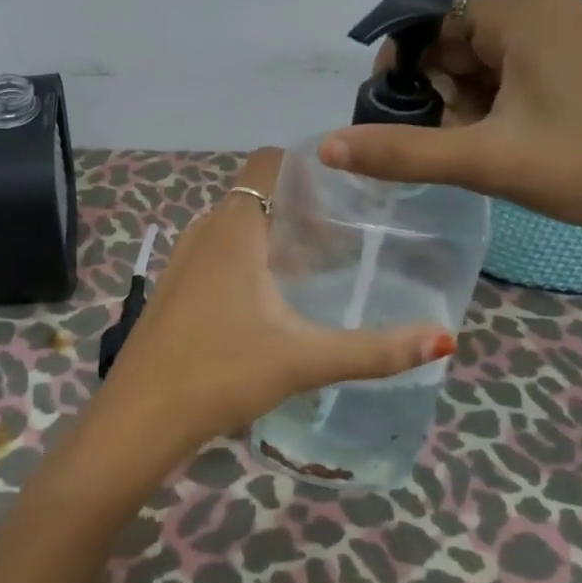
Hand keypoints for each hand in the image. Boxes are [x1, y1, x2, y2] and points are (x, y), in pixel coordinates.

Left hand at [89, 148, 453, 473]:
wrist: (138, 421)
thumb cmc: (219, 373)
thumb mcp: (303, 359)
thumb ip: (374, 350)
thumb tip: (444, 338)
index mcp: (234, 227)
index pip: (269, 161)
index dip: (307, 168)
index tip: (346, 194)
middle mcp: (205, 231)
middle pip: (257, 195)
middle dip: (300, 209)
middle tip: (342, 240)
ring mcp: (183, 260)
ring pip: (236, 226)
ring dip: (273, 236)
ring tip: (314, 270)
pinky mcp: (174, 288)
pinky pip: (218, 253)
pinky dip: (248, 259)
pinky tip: (271, 303)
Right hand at [317, 0, 581, 254]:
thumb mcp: (488, 160)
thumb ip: (403, 151)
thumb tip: (326, 146)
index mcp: (518, 12)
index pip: (426, 20)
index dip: (399, 67)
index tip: (396, 119)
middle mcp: (542, 9)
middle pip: (453, 39)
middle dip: (434, 91)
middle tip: (443, 144)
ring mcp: (568, 33)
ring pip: (484, 59)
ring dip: (464, 102)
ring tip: (478, 151)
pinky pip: (516, 71)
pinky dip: (496, 104)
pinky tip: (506, 144)